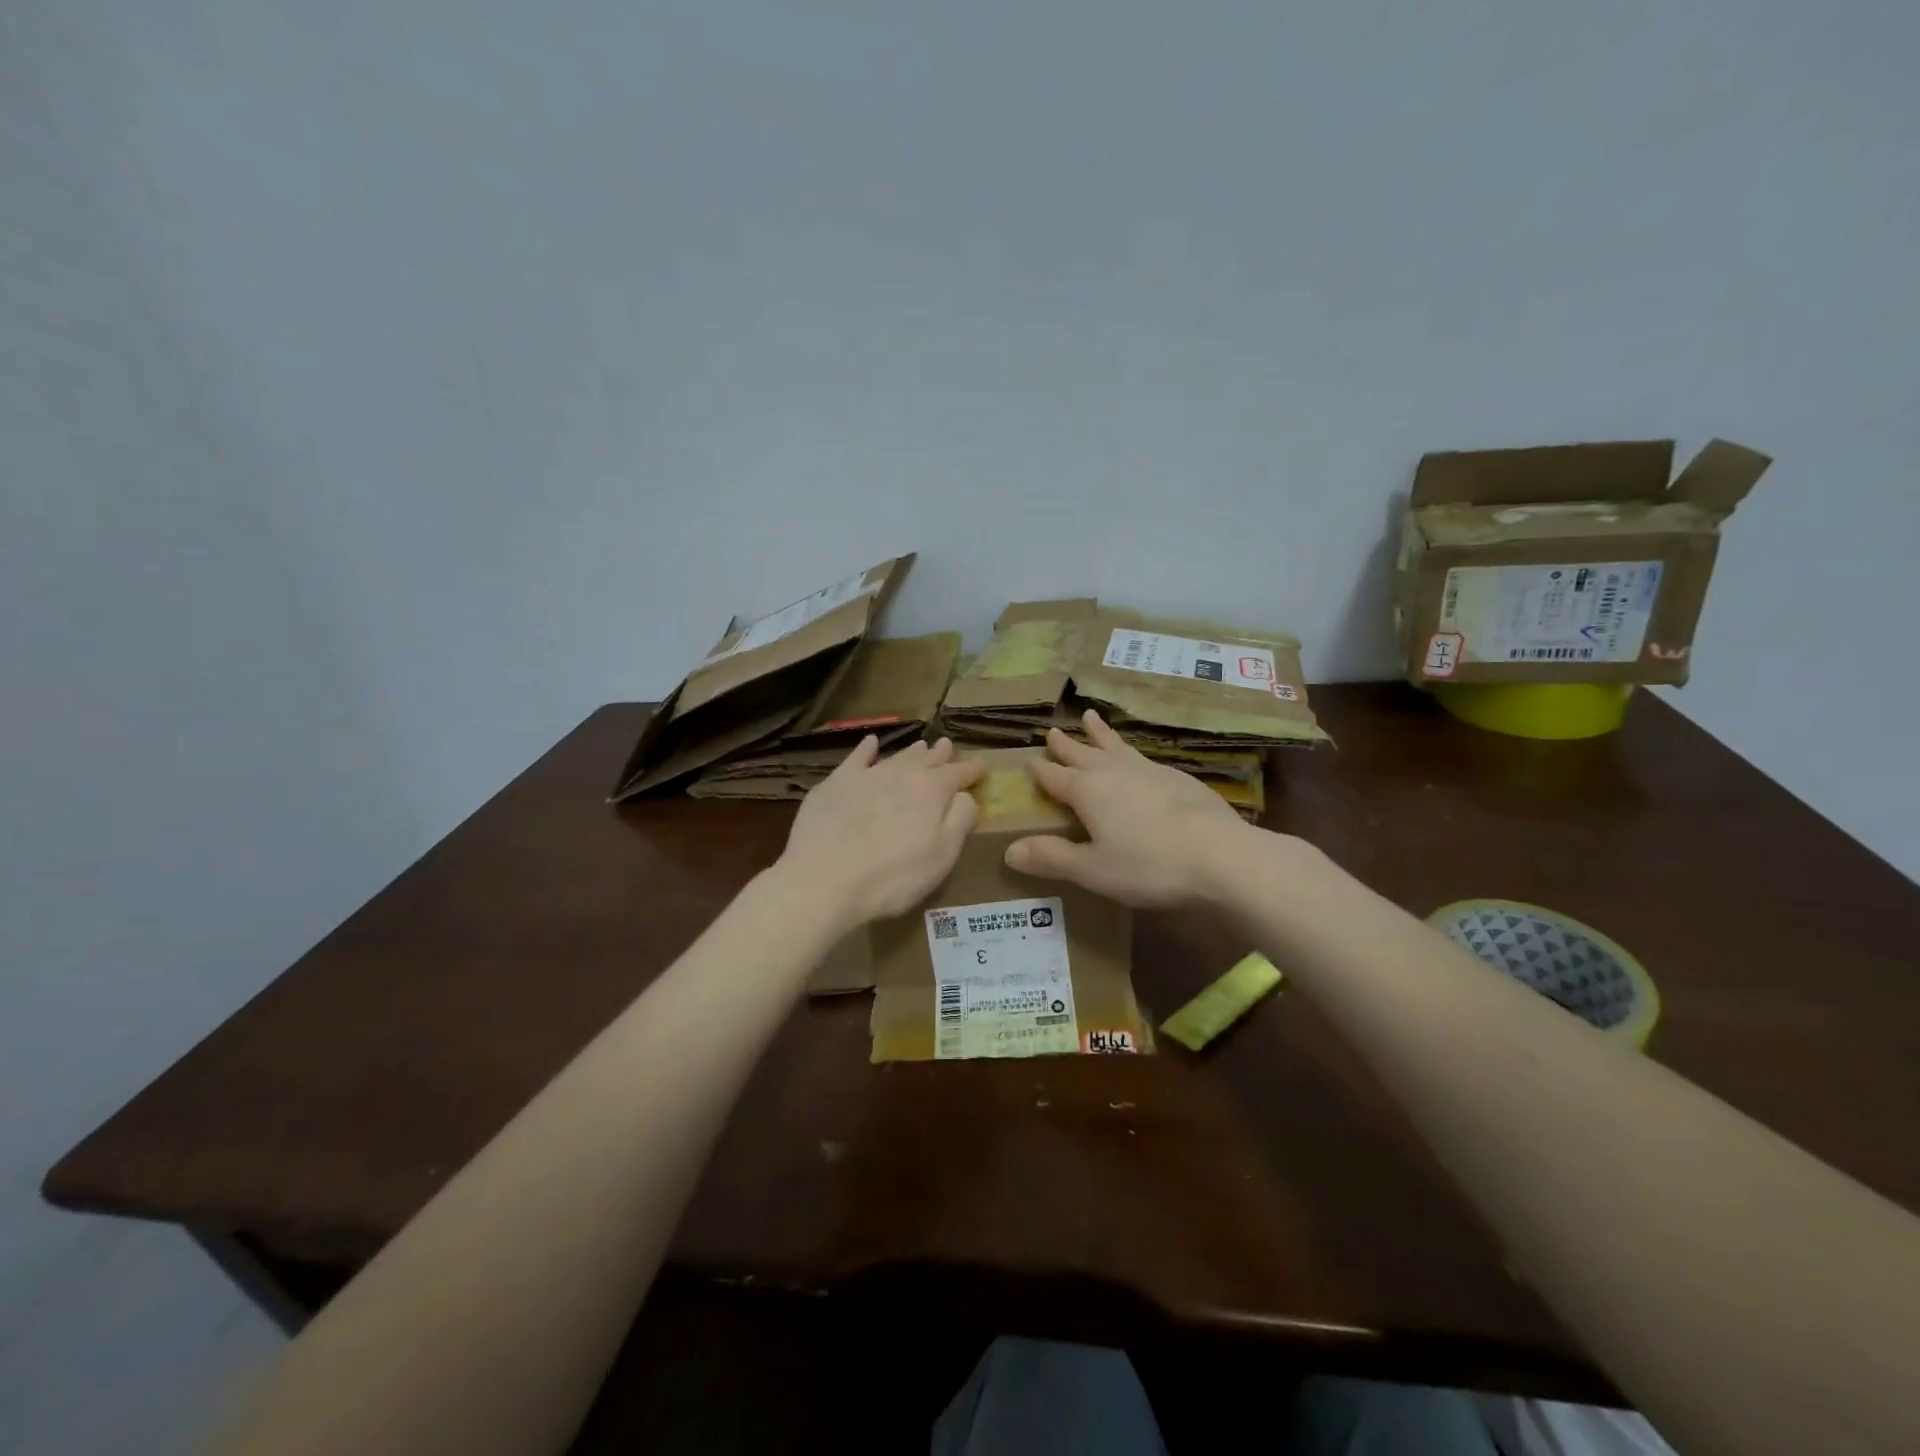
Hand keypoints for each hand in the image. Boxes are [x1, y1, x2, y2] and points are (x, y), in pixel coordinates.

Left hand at [777, 736, 982, 928]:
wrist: (824, 880)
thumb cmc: (894, 877)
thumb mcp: (943, 855)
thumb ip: (960, 820)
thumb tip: (965, 795)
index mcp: (932, 790)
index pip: (958, 774)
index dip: (971, 770)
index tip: (981, 766)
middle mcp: (902, 774)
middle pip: (926, 760)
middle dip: (940, 755)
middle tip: (948, 746)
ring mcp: (867, 775)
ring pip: (896, 757)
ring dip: (911, 752)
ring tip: (921, 745)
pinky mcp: (836, 783)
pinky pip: (856, 758)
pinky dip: (866, 749)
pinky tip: (870, 743)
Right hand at [1005, 710, 1250, 908]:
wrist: (1221, 855)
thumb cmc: (1149, 865)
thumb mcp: (1093, 870)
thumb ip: (1052, 857)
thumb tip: (1009, 850)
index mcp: (1088, 791)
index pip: (1055, 777)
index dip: (1041, 770)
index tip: (1029, 760)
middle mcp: (1115, 772)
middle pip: (1084, 754)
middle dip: (1067, 744)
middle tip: (1053, 729)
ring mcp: (1149, 771)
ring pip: (1116, 747)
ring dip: (1100, 734)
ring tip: (1092, 717)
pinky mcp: (1179, 778)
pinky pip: (1143, 757)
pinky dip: (1131, 751)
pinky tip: (1138, 758)